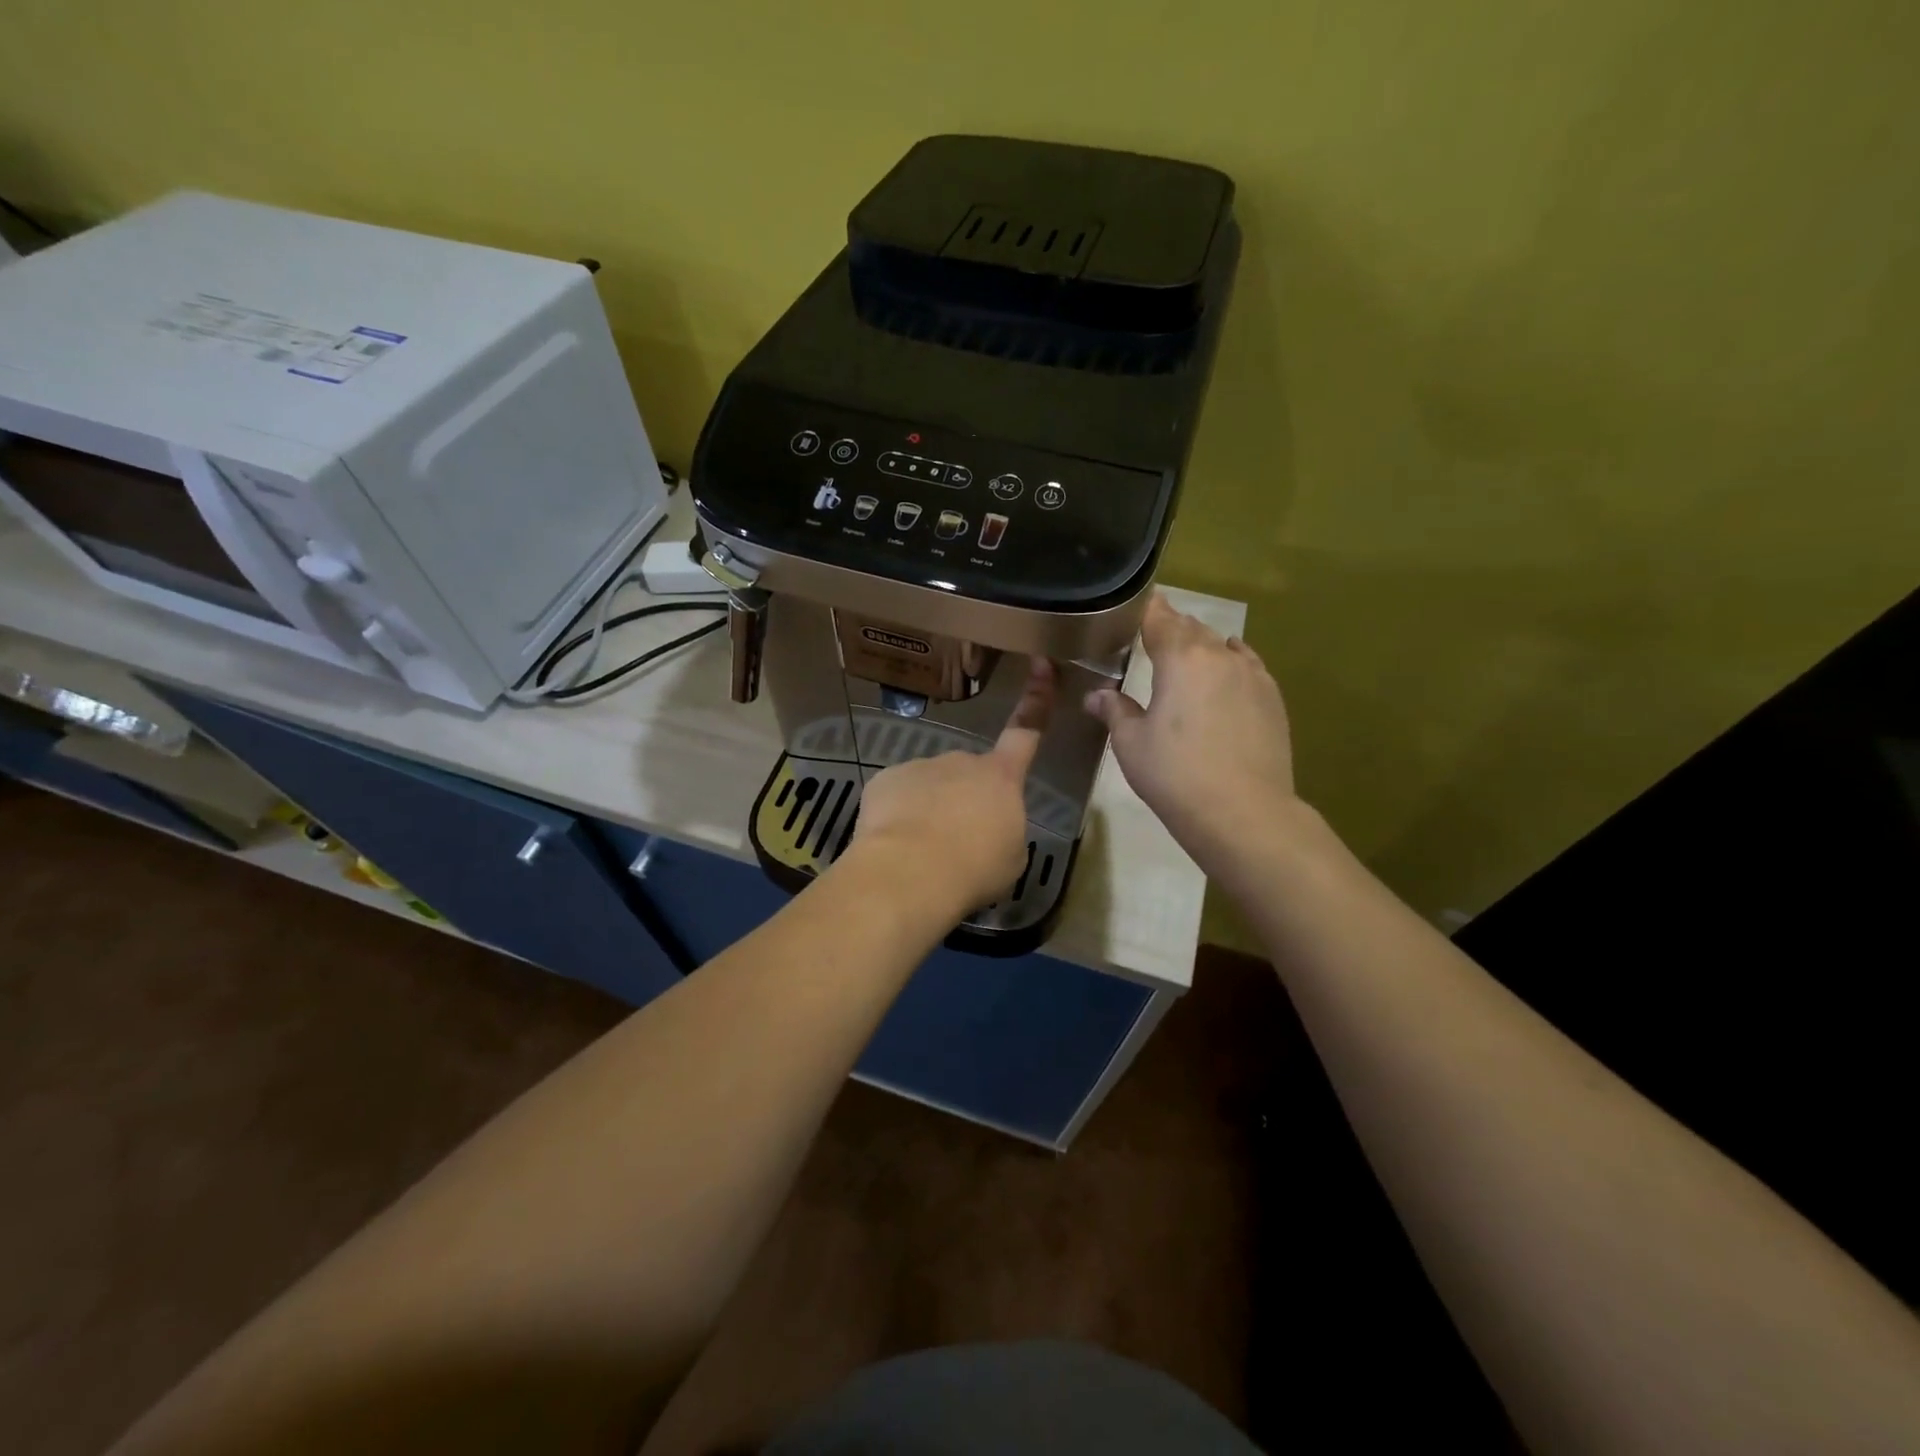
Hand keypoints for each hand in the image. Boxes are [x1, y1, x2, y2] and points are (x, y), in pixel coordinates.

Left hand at [846, 658, 1055, 918]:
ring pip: (929, 786)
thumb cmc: (974, 868)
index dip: (1036, 698)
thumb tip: (987, 823)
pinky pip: (896, 796)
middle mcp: (960, 761)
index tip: (1040, 663)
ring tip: (923, 850)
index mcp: (1001, 777)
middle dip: (964, 798)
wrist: (910, 873)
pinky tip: (895, 843)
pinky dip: (897, 815)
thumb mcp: (1011, 855)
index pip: (1026, 730)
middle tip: (957, 841)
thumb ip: (1004, 828)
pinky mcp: (884, 781)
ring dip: (929, 809)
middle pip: (968, 774)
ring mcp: (919, 767)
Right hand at [1085, 594, 1297, 875]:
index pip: (1159, 619)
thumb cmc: (1175, 774)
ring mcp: (1252, 675)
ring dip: (1201, 645)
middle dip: (1171, 627)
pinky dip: (1230, 663)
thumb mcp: (1131, 744)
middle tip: (1152, 633)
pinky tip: (1226, 672)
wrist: (1243, 811)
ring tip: (1186, 655)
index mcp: (1180, 658)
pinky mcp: (1272, 698)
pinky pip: (1247, 666)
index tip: (1135, 602)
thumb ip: (1114, 710)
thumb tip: (1095, 695)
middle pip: (1192, 628)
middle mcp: (1219, 656)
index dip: (1146, 608)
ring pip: (1221, 646)